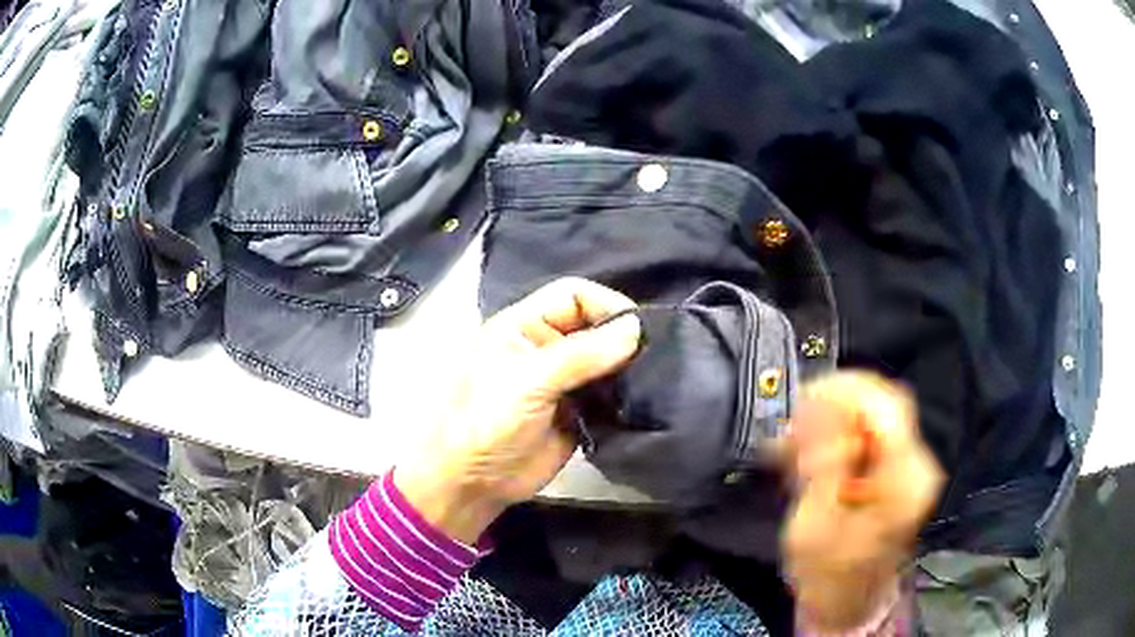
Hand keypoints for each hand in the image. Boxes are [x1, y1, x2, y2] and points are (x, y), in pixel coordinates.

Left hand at [394, 278, 641, 543]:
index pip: (574, 294)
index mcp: (524, 325)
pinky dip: (626, 394)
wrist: (474, 483)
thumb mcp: (529, 382)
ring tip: (654, 378)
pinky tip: (642, 400)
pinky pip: (608, 392)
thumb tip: (636, 328)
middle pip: (594, 324)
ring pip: (605, 359)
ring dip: (627, 366)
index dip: (606, 304)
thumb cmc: (487, 422)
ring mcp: (563, 380)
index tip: (639, 329)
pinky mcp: (577, 410)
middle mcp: (546, 345)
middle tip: (656, 355)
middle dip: (622, 336)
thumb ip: (581, 354)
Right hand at [782, 372, 943, 630]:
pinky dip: (841, 430)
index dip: (842, 393)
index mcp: (905, 480)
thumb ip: (823, 468)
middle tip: (795, 421)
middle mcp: (917, 463)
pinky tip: (814, 449)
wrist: (848, 603)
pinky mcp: (899, 467)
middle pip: (884, 401)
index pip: (885, 408)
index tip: (801, 402)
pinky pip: (872, 430)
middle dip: (836, 401)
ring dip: (835, 415)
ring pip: (876, 411)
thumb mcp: (814, 528)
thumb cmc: (827, 576)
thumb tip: (823, 414)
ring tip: (798, 440)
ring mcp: (911, 463)